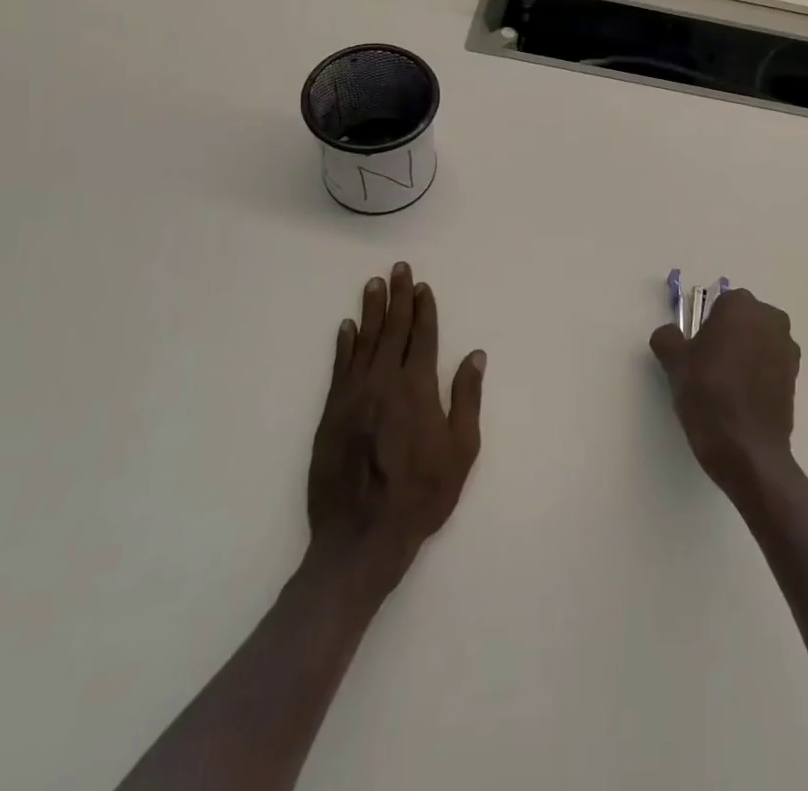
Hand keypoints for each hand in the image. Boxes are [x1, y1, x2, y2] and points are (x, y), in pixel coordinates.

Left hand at [306, 263, 484, 597]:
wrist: (361, 538)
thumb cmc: (421, 495)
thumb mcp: (461, 451)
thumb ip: (466, 399)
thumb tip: (475, 355)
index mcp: (417, 388)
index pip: (422, 337)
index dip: (424, 309)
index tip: (423, 286)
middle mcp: (384, 382)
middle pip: (392, 330)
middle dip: (398, 297)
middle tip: (398, 268)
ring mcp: (354, 396)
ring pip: (364, 342)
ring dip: (371, 311)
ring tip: (373, 284)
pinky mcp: (331, 413)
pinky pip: (339, 368)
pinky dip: (344, 345)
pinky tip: (347, 327)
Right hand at [649, 288, 800, 497]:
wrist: (746, 449)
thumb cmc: (708, 395)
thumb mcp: (674, 363)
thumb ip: (667, 338)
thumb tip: (669, 334)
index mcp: (740, 306)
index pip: (719, 304)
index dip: (705, 325)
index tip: (696, 350)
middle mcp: (770, 318)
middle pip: (742, 319)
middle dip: (729, 335)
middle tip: (709, 365)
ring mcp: (787, 347)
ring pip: (758, 341)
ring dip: (746, 353)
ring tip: (726, 384)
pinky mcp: (796, 376)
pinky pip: (771, 363)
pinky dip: (759, 373)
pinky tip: (743, 398)